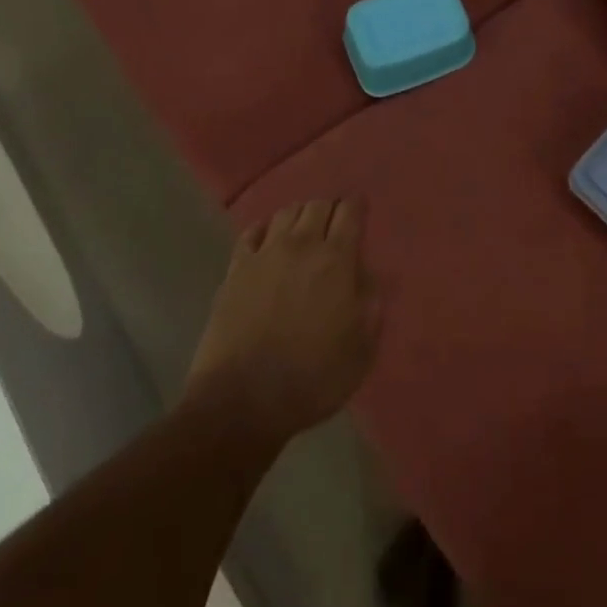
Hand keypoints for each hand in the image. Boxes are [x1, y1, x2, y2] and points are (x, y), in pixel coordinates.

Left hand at [185, 199, 380, 446]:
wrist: (243, 400)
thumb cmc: (313, 378)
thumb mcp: (361, 351)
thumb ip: (371, 308)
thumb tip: (370, 279)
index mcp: (336, 261)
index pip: (350, 213)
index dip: (358, 206)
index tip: (361, 210)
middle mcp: (301, 246)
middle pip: (317, 206)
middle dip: (330, 209)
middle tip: (335, 225)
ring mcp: (264, 255)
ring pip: (285, 213)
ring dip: (300, 216)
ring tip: (304, 231)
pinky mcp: (235, 270)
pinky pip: (252, 233)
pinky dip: (265, 229)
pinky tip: (269, 240)